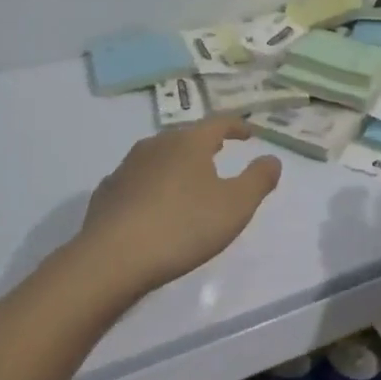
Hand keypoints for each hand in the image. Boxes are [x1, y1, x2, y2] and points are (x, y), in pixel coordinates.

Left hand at [75, 116, 282, 296]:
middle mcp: (156, 145)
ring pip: (159, 156)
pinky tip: (154, 203)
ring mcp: (127, 166)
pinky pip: (137, 179)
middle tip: (219, 152)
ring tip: (188, 179)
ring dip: (177, 163)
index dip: (237, 126)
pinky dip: (152, 184)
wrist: (113, 257)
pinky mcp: (108, 191)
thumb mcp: (235, 206)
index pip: (218, 122)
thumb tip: (272, 159)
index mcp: (189, 143)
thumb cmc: (183, 226)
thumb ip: (258, 180)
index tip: (249, 133)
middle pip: (186, 136)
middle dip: (205, 142)